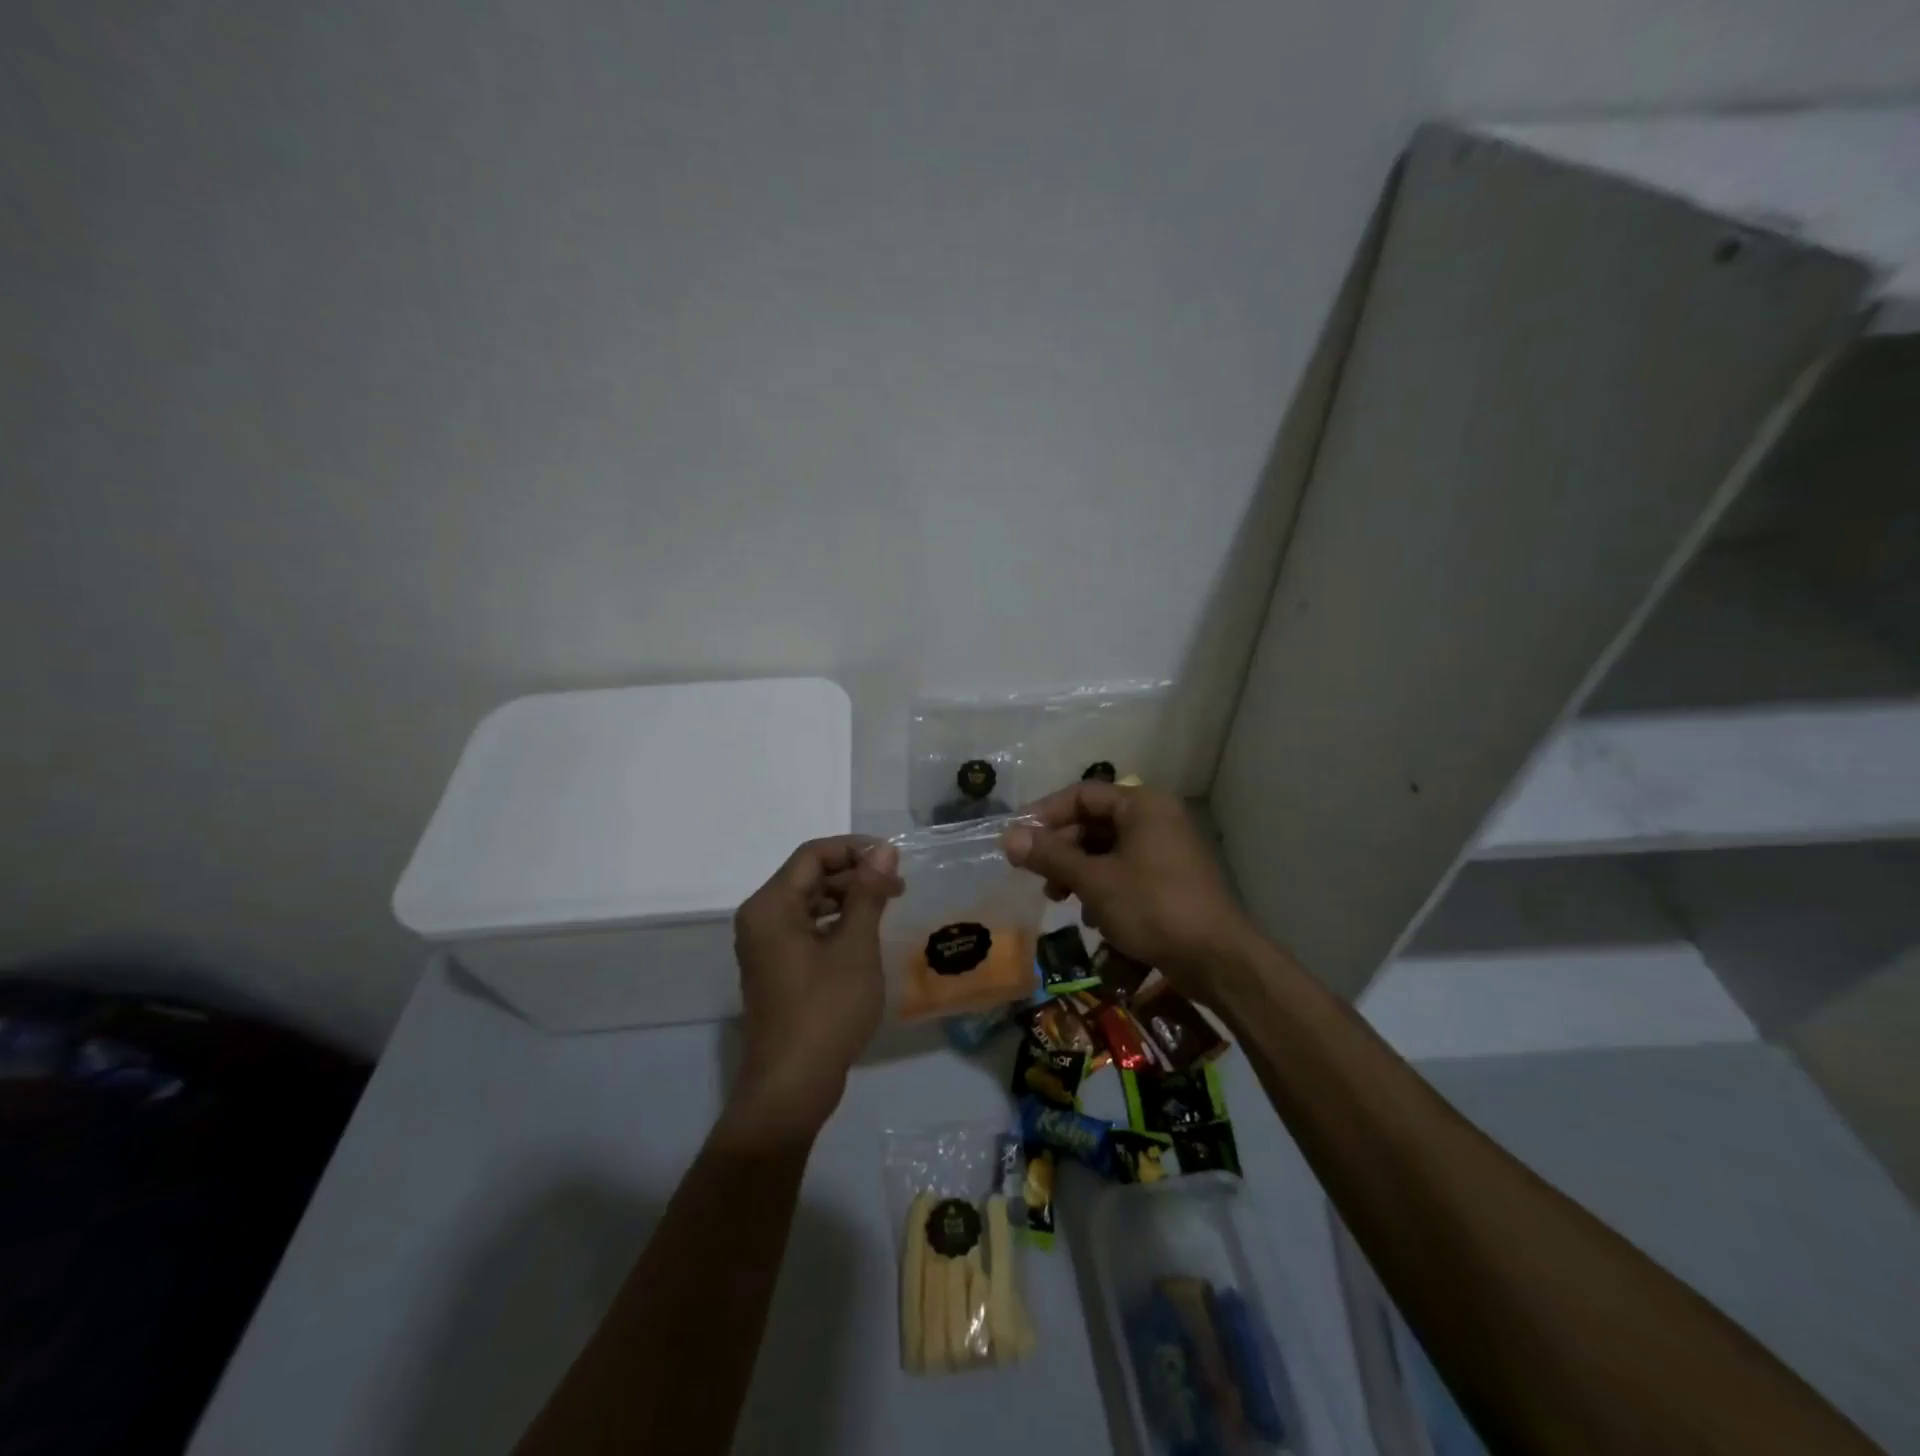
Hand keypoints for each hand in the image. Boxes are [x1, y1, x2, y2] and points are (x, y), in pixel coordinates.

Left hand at [727, 837, 903, 1140]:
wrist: (792, 1086)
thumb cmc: (826, 1009)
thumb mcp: (855, 945)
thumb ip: (868, 892)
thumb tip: (883, 849)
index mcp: (771, 905)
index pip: (812, 855)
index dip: (854, 849)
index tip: (894, 858)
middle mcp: (760, 918)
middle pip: (809, 876)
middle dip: (854, 874)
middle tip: (898, 886)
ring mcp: (765, 946)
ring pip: (809, 903)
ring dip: (847, 899)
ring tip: (887, 907)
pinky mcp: (776, 969)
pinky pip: (806, 929)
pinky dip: (835, 924)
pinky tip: (865, 935)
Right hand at [1001, 783, 1255, 1005]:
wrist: (1217, 958)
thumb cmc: (1152, 907)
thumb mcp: (1094, 880)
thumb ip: (1050, 856)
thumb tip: (1007, 837)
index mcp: (1142, 805)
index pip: (1082, 794)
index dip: (1045, 814)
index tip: (1018, 839)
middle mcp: (1157, 818)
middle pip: (1094, 822)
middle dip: (1061, 848)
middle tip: (1036, 875)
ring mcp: (1167, 849)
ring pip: (1108, 849)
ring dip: (1078, 871)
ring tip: (1059, 899)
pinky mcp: (1171, 879)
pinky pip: (1126, 870)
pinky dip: (1103, 886)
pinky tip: (1093, 916)